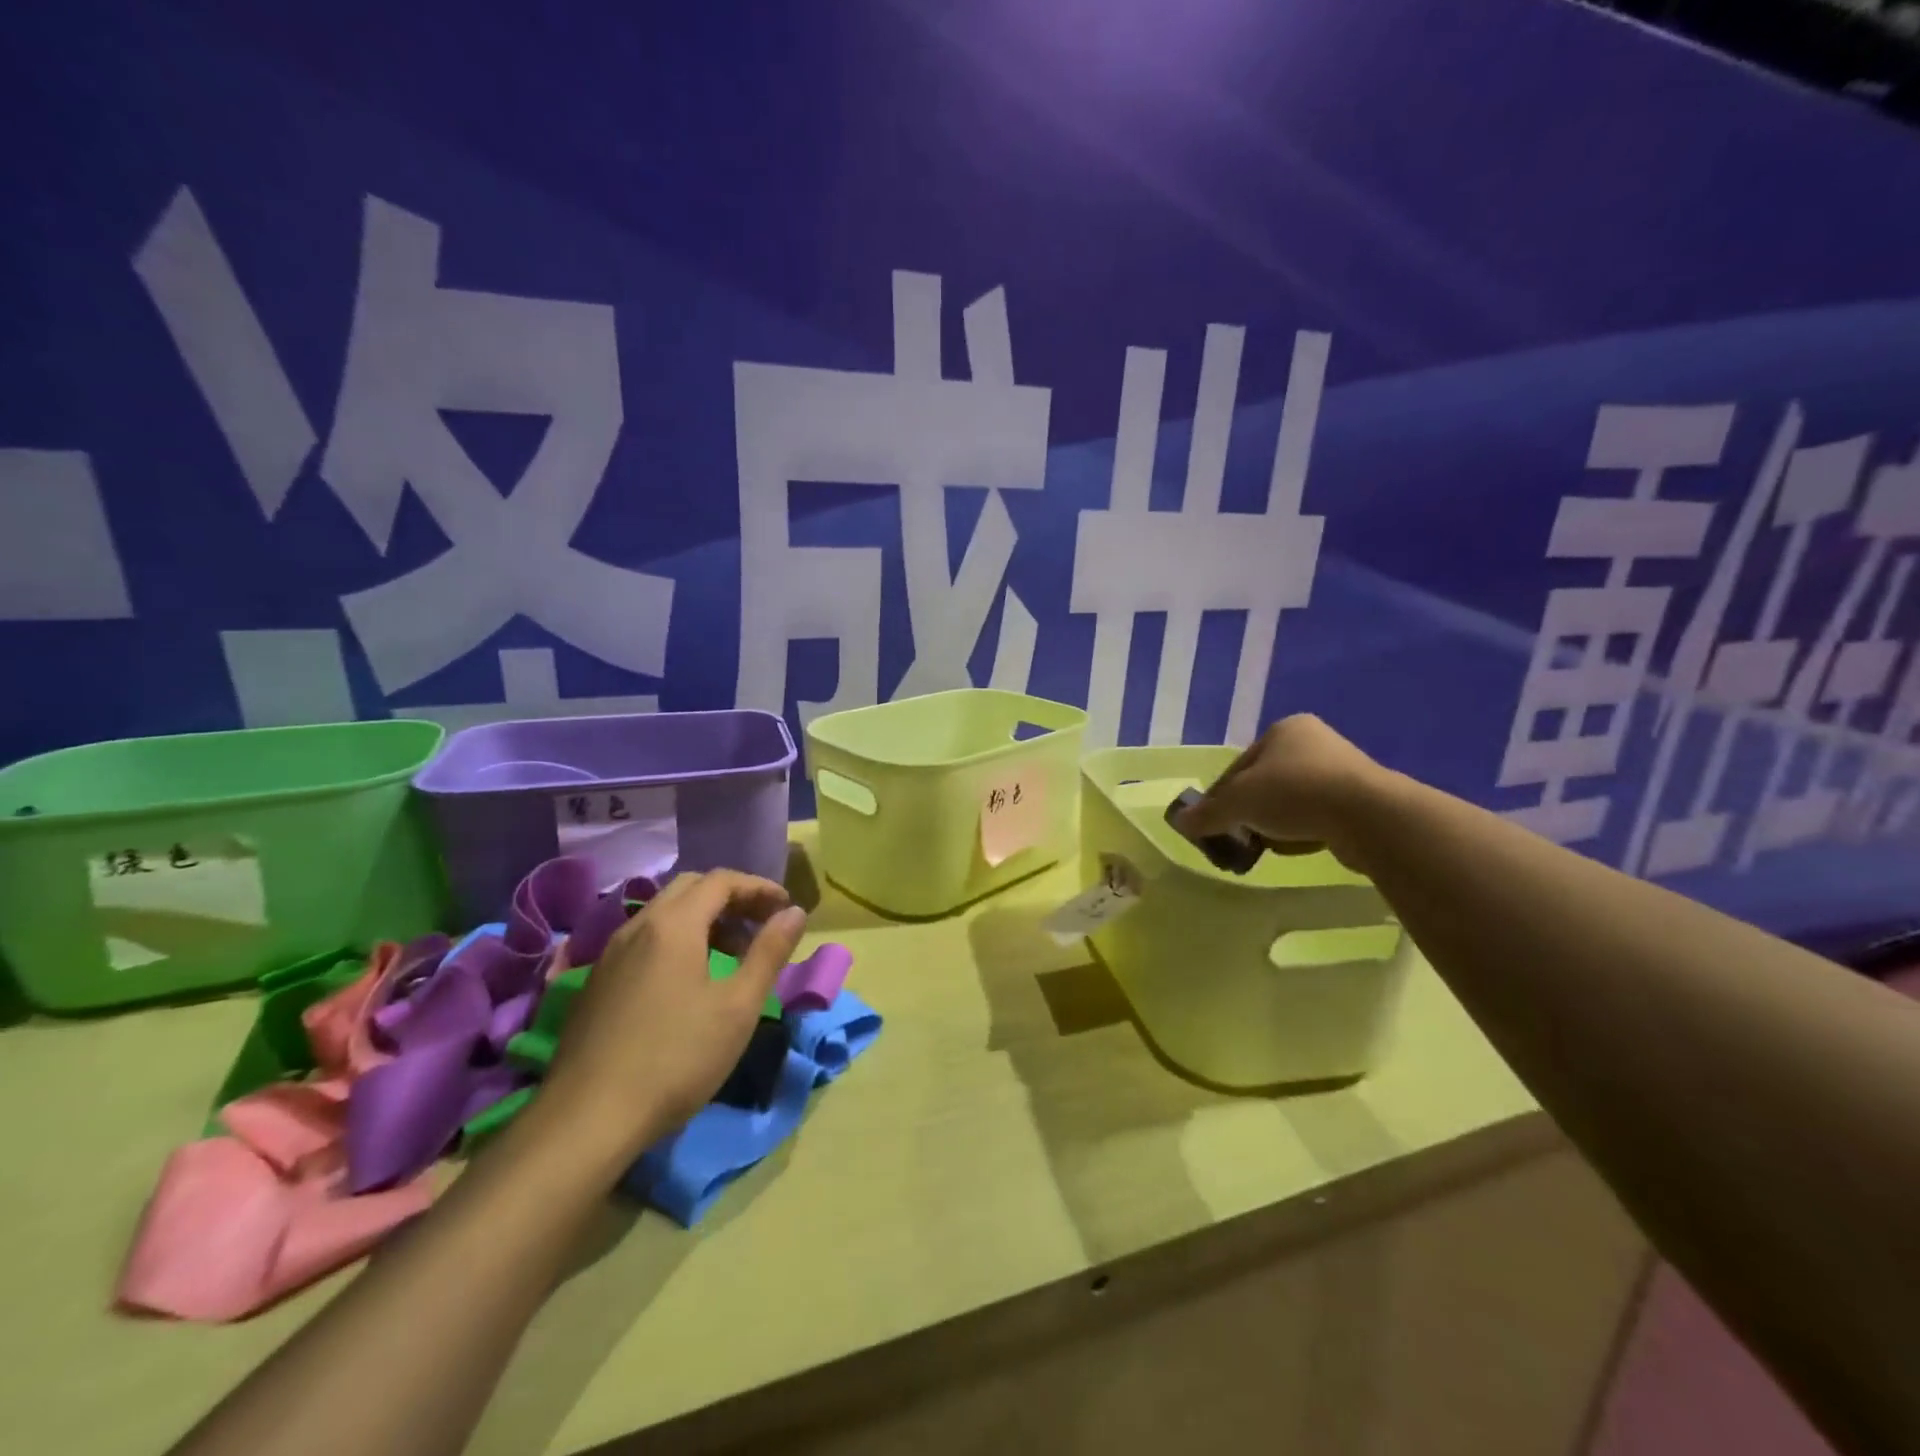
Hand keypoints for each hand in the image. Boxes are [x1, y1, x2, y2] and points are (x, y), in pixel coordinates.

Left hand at [539, 870, 807, 1167]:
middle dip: (731, 897)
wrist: (586, 1119)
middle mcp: (638, 926)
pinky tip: (690, 979)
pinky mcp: (597, 982)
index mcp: (673, 925)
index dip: (759, 887)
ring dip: (704, 918)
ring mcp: (611, 954)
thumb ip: (769, 952)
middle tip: (761, 924)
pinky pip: (645, 939)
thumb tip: (794, 913)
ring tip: (733, 953)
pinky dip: (678, 939)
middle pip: (690, 888)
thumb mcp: (738, 1007)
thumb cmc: (675, 1058)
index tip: (786, 908)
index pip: (721, 880)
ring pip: (664, 913)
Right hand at [1174, 715, 1390, 871]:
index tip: (1211, 823)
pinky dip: (1302, 831)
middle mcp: (1313, 742)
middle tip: (1236, 836)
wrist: (1368, 815)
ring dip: (1274, 823)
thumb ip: (1207, 813)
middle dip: (1248, 811)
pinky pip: (1317, 815)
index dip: (1220, 796)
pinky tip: (1296, 847)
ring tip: (1265, 846)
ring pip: (1290, 801)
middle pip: (1264, 783)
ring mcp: (1341, 770)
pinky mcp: (1360, 799)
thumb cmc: (1294, 793)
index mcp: (1283, 730)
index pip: (1238, 766)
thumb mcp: (1237, 803)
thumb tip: (1180, 822)